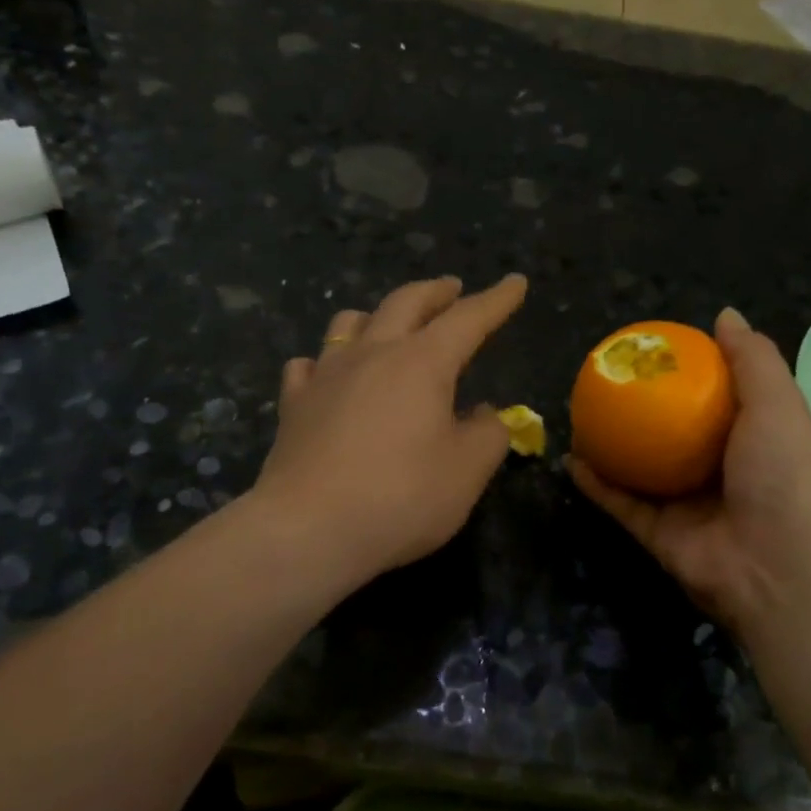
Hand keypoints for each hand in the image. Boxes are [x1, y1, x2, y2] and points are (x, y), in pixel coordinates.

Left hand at [253, 274, 526, 586]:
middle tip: (452, 288)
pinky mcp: (294, 404)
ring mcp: (327, 375)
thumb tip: (484, 414)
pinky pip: (309, 364)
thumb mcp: (468, 471)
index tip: (515, 282)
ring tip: (389, 324)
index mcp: (423, 362)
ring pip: (350, 322)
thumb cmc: (401, 497)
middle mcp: (373, 354)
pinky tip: (328, 373)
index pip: (468, 318)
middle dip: (436, 292)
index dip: (496, 300)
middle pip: (406, 303)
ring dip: (377, 315)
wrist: (308, 529)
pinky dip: (326, 360)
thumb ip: (488, 435)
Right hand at [569, 307, 810, 638]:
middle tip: (606, 381)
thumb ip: (753, 359)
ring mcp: (685, 504)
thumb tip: (724, 315)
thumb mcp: (778, 403)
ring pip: (639, 469)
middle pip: (670, 433)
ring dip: (610, 445)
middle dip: (640, 409)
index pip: (714, 398)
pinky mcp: (657, 534)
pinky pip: (620, 503)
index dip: (686, 373)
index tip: (653, 350)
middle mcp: (716, 469)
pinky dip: (595, 483)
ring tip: (579, 414)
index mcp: (749, 437)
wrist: (778, 566)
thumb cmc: (782, 474)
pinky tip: (570, 458)